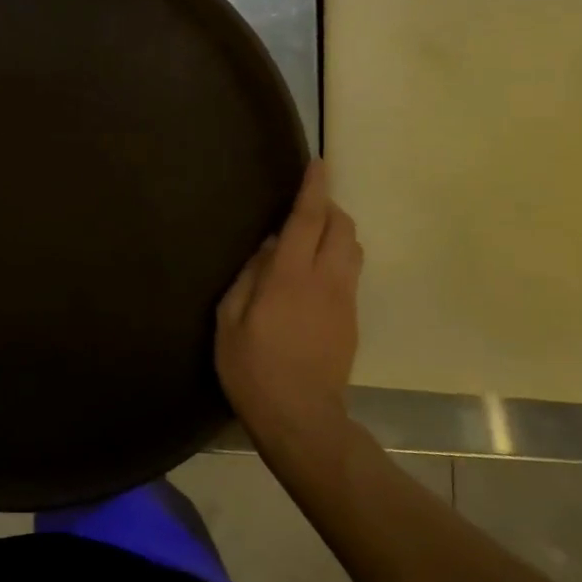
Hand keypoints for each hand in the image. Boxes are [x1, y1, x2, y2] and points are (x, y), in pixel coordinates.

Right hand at [216, 159, 363, 451]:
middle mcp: (325, 281)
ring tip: (310, 237)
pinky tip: (312, 275)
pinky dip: (336, 258)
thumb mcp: (229, 321)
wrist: (301, 418)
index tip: (318, 164)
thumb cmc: (252, 368)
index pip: (308, 220)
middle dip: (329, 207)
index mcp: (290, 277)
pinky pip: (349, 273)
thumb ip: (248, 278)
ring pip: (352, 249)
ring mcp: (344, 301)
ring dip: (337, 232)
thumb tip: (266, 248)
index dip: (314, 189)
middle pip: (342, 228)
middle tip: (304, 205)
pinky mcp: (351, 320)